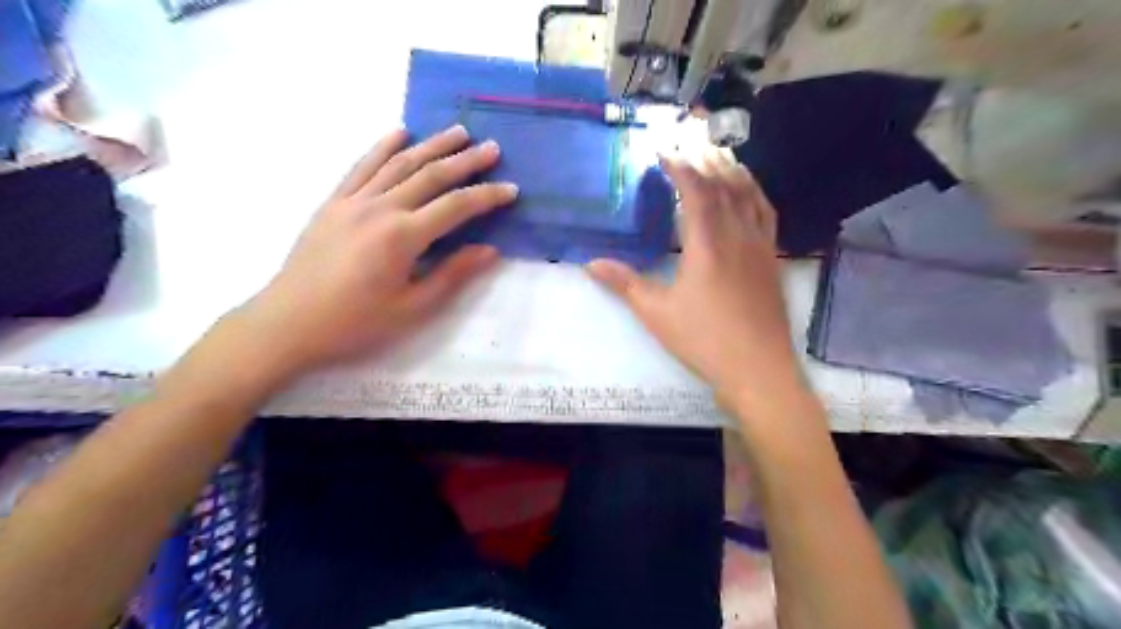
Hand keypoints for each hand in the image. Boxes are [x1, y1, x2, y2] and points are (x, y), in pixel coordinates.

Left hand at [233, 124, 519, 377]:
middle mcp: (380, 208)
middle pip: (431, 175)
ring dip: (431, 145)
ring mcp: (353, 201)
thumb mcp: (411, 308)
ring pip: (399, 163)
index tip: (511, 189)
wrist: (288, 323)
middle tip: (492, 148)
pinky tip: (399, 132)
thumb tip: (489, 251)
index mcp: (403, 237)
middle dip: (466, 160)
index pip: (456, 207)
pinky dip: (383, 146)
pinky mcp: (333, 202)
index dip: (487, 196)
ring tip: (457, 132)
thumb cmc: (355, 323)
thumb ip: (452, 275)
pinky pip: (362, 166)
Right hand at [590, 149, 801, 414]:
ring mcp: (760, 247)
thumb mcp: (656, 313)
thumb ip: (624, 284)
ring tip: (721, 156)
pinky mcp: (772, 260)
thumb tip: (590, 264)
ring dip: (734, 171)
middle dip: (707, 160)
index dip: (680, 168)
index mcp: (706, 244)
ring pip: (749, 196)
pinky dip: (757, 195)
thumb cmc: (704, 339)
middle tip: (691, 143)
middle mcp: (737, 236)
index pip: (695, 192)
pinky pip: (767, 215)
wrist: (757, 367)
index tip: (665, 153)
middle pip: (725, 186)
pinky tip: (751, 193)